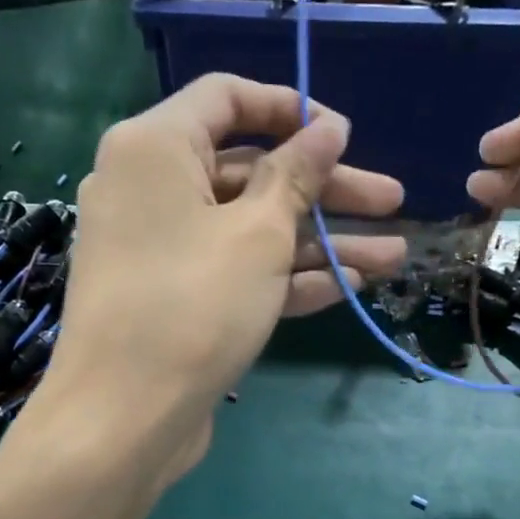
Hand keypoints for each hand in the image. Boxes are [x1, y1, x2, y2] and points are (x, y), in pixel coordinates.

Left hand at [43, 74, 405, 479]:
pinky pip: (237, 271)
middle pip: (251, 172)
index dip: (290, 109)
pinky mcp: (178, 297)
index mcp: (156, 148)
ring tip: (394, 255)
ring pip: (252, 229)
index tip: (344, 135)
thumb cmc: (193, 306)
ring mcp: (164, 248)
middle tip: (393, 201)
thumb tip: (328, 128)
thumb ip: (297, 175)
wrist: (125, 419)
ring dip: (322, 241)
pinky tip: (351, 286)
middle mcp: (153, 189)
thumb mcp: (258, 235)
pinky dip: (288, 277)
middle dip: (326, 189)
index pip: (227, 98)